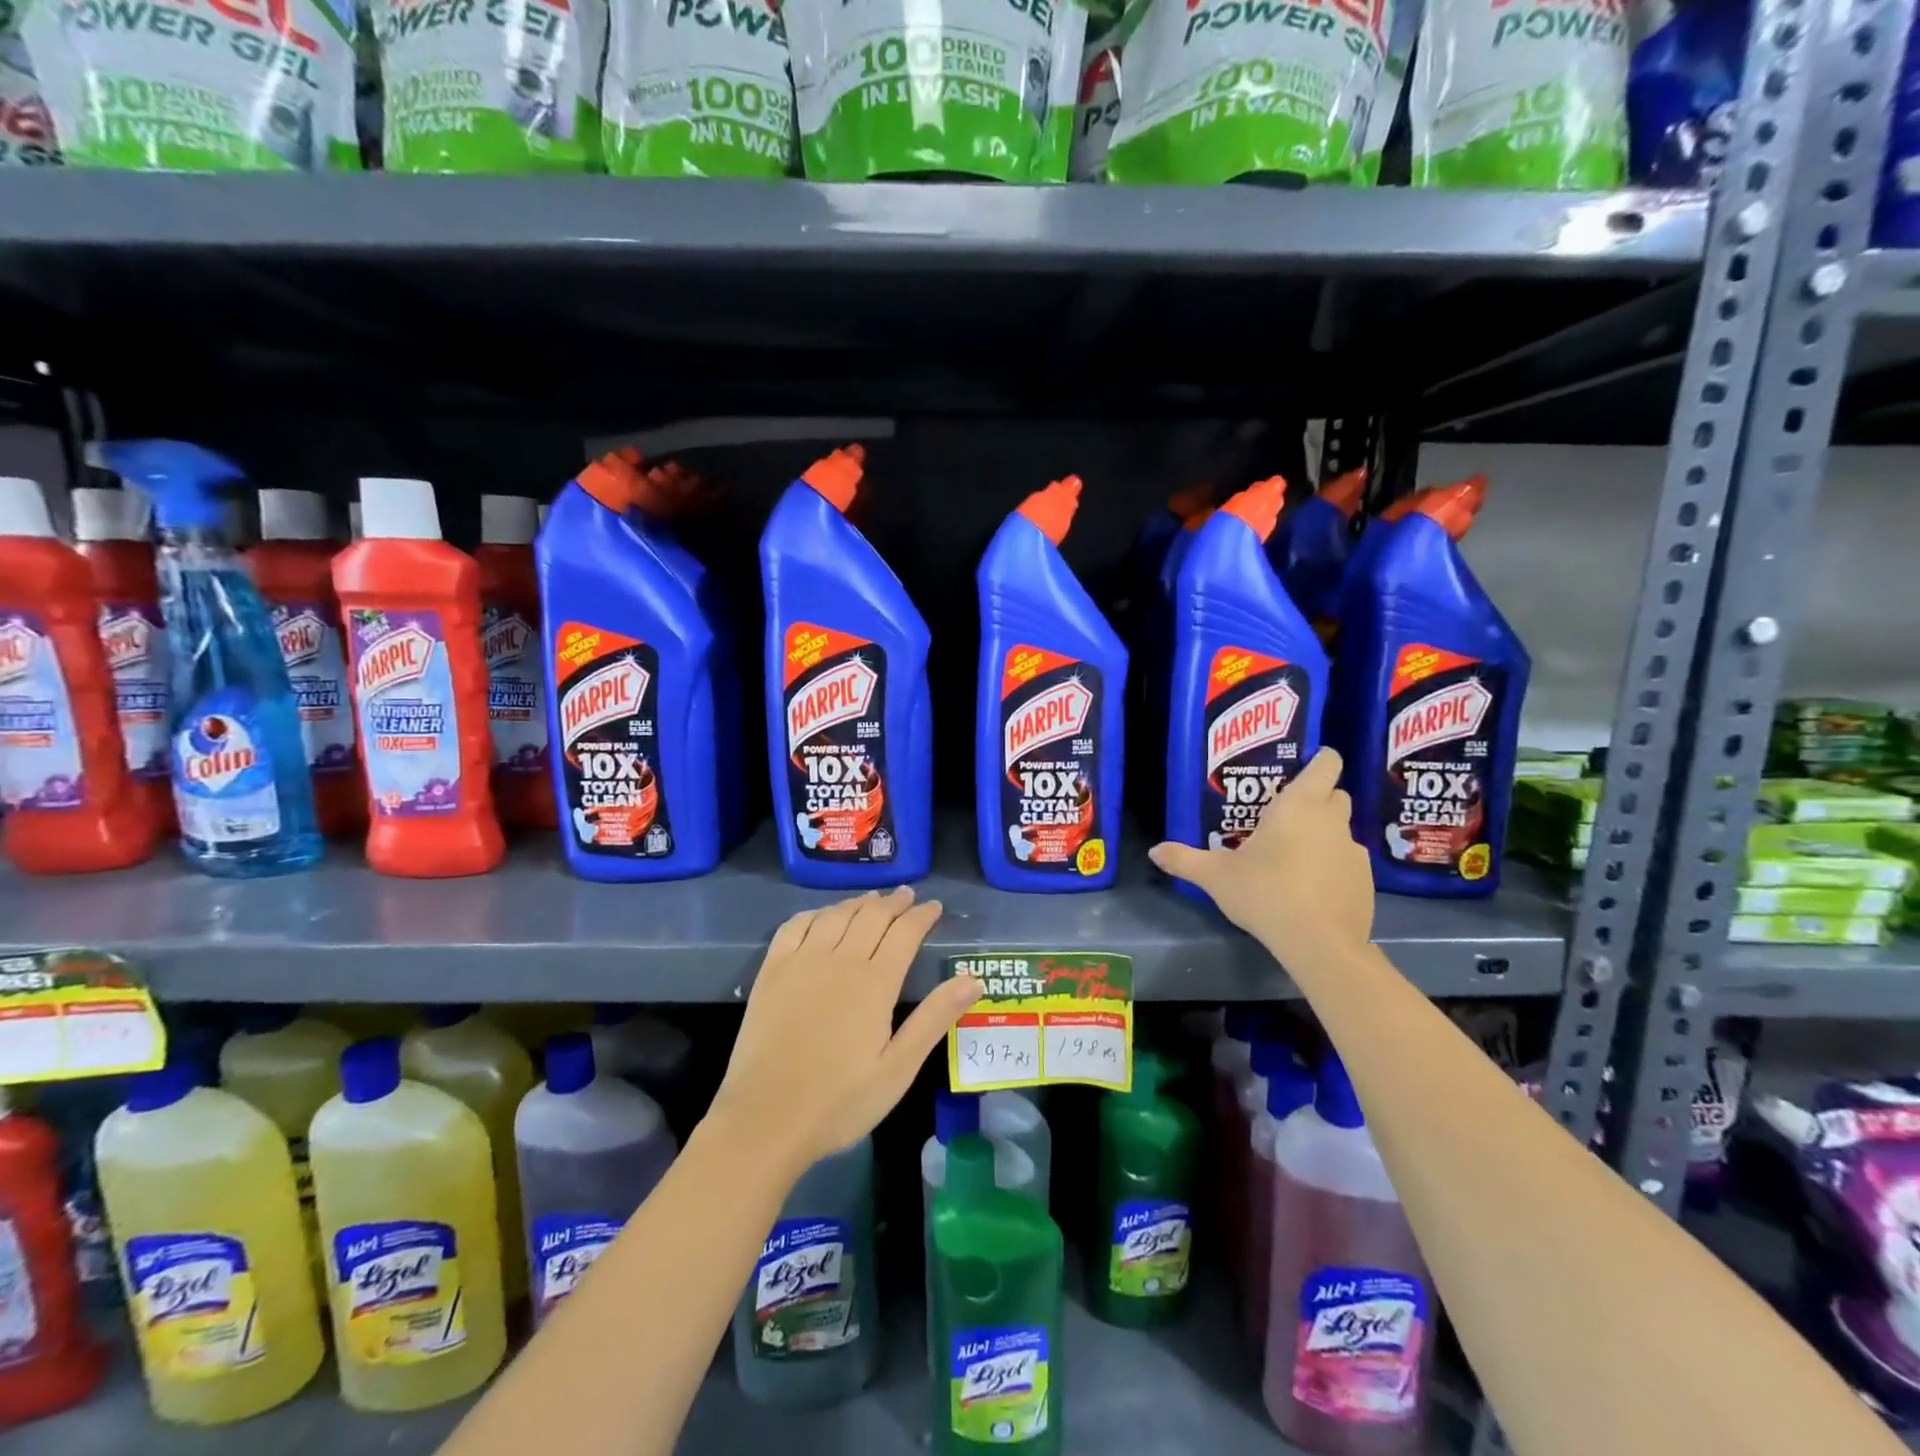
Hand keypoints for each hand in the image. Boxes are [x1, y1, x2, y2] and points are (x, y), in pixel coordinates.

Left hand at [707, 888, 980, 1176]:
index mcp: (875, 982)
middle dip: (894, 902)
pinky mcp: (772, 971)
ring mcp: (802, 961)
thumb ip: (935, 1018)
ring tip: (873, 899)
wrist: (765, 1119)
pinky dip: (816, 913)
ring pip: (836, 915)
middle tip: (908, 895)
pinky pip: (795, 926)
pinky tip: (822, 916)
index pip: (905, 932)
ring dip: (859, 903)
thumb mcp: (898, 1068)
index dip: (922, 915)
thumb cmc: (839, 1101)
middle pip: (872, 916)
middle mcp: (840, 959)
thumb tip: (974, 979)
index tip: (935, 907)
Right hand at [1149, 747, 1373, 959]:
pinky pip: (1348, 862)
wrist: (1318, 943)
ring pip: (1342, 830)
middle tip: (1287, 815)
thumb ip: (1185, 860)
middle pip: (1336, 795)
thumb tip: (1154, 851)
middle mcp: (1331, 821)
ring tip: (1296, 856)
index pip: (1326, 764)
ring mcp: (1354, 851)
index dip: (1321, 760)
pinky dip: (1334, 866)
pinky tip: (1313, 888)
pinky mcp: (1365, 881)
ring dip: (1325, 835)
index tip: (1306, 766)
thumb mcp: (1216, 876)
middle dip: (1318, 798)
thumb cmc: (1265, 893)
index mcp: (1298, 806)